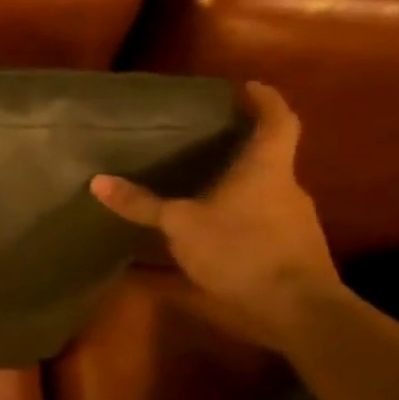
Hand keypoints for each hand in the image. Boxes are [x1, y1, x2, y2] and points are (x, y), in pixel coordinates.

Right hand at [89, 81, 341, 341]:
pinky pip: (261, 221)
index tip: (249, 87)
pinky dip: (236, 217)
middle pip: (268, 157)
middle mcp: (286, 189)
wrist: (300, 312)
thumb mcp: (180, 225)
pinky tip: (209, 229)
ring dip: (235, 185)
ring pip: (263, 191)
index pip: (278, 122)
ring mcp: (293, 222)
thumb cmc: (242, 250)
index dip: (266, 101)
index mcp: (266, 170)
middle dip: (239, 146)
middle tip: (204, 138)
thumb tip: (98, 181)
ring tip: (198, 183)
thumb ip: (141, 204)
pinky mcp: (291, 251)